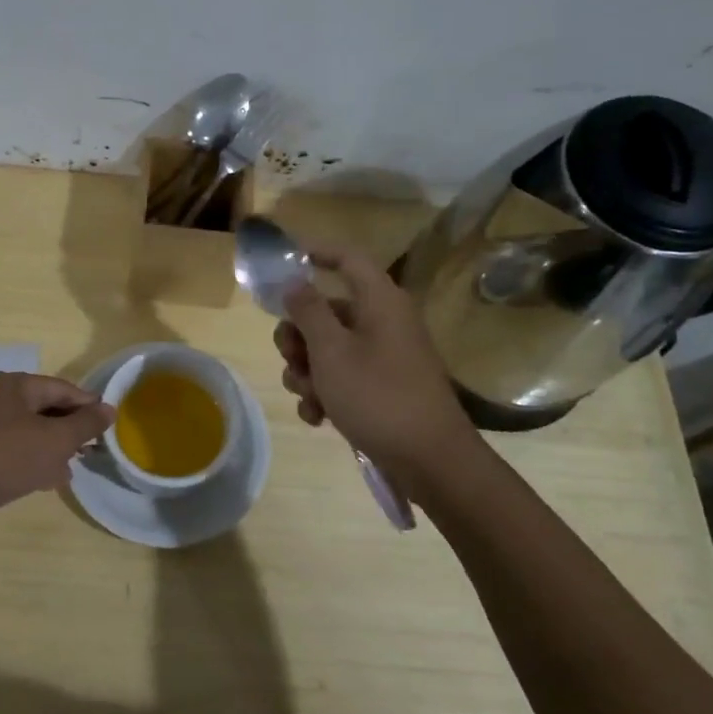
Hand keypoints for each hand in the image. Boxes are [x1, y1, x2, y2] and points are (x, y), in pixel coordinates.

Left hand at [0, 372, 113, 523]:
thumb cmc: (8, 458)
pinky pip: (15, 446)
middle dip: (71, 429)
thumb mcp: (56, 441)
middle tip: (92, 450)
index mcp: (16, 384)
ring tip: (72, 468)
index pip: (63, 388)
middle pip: (46, 407)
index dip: (88, 405)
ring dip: (54, 446)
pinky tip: (47, 480)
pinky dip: (33, 457)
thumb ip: (86, 424)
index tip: (108, 426)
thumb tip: (109, 408)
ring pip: (31, 429)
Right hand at [274, 245, 480, 487]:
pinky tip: (318, 417)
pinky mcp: (382, 388)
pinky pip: (342, 378)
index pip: (347, 258)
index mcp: (379, 302)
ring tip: (308, 397)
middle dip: (298, 336)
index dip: (315, 252)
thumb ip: (308, 311)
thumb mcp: (332, 351)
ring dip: (307, 371)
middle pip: (327, 310)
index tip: (283, 261)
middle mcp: (383, 322)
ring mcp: (383, 357)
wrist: (430, 461)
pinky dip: (325, 393)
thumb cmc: (378, 396)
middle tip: (289, 357)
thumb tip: (294, 281)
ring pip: (328, 349)